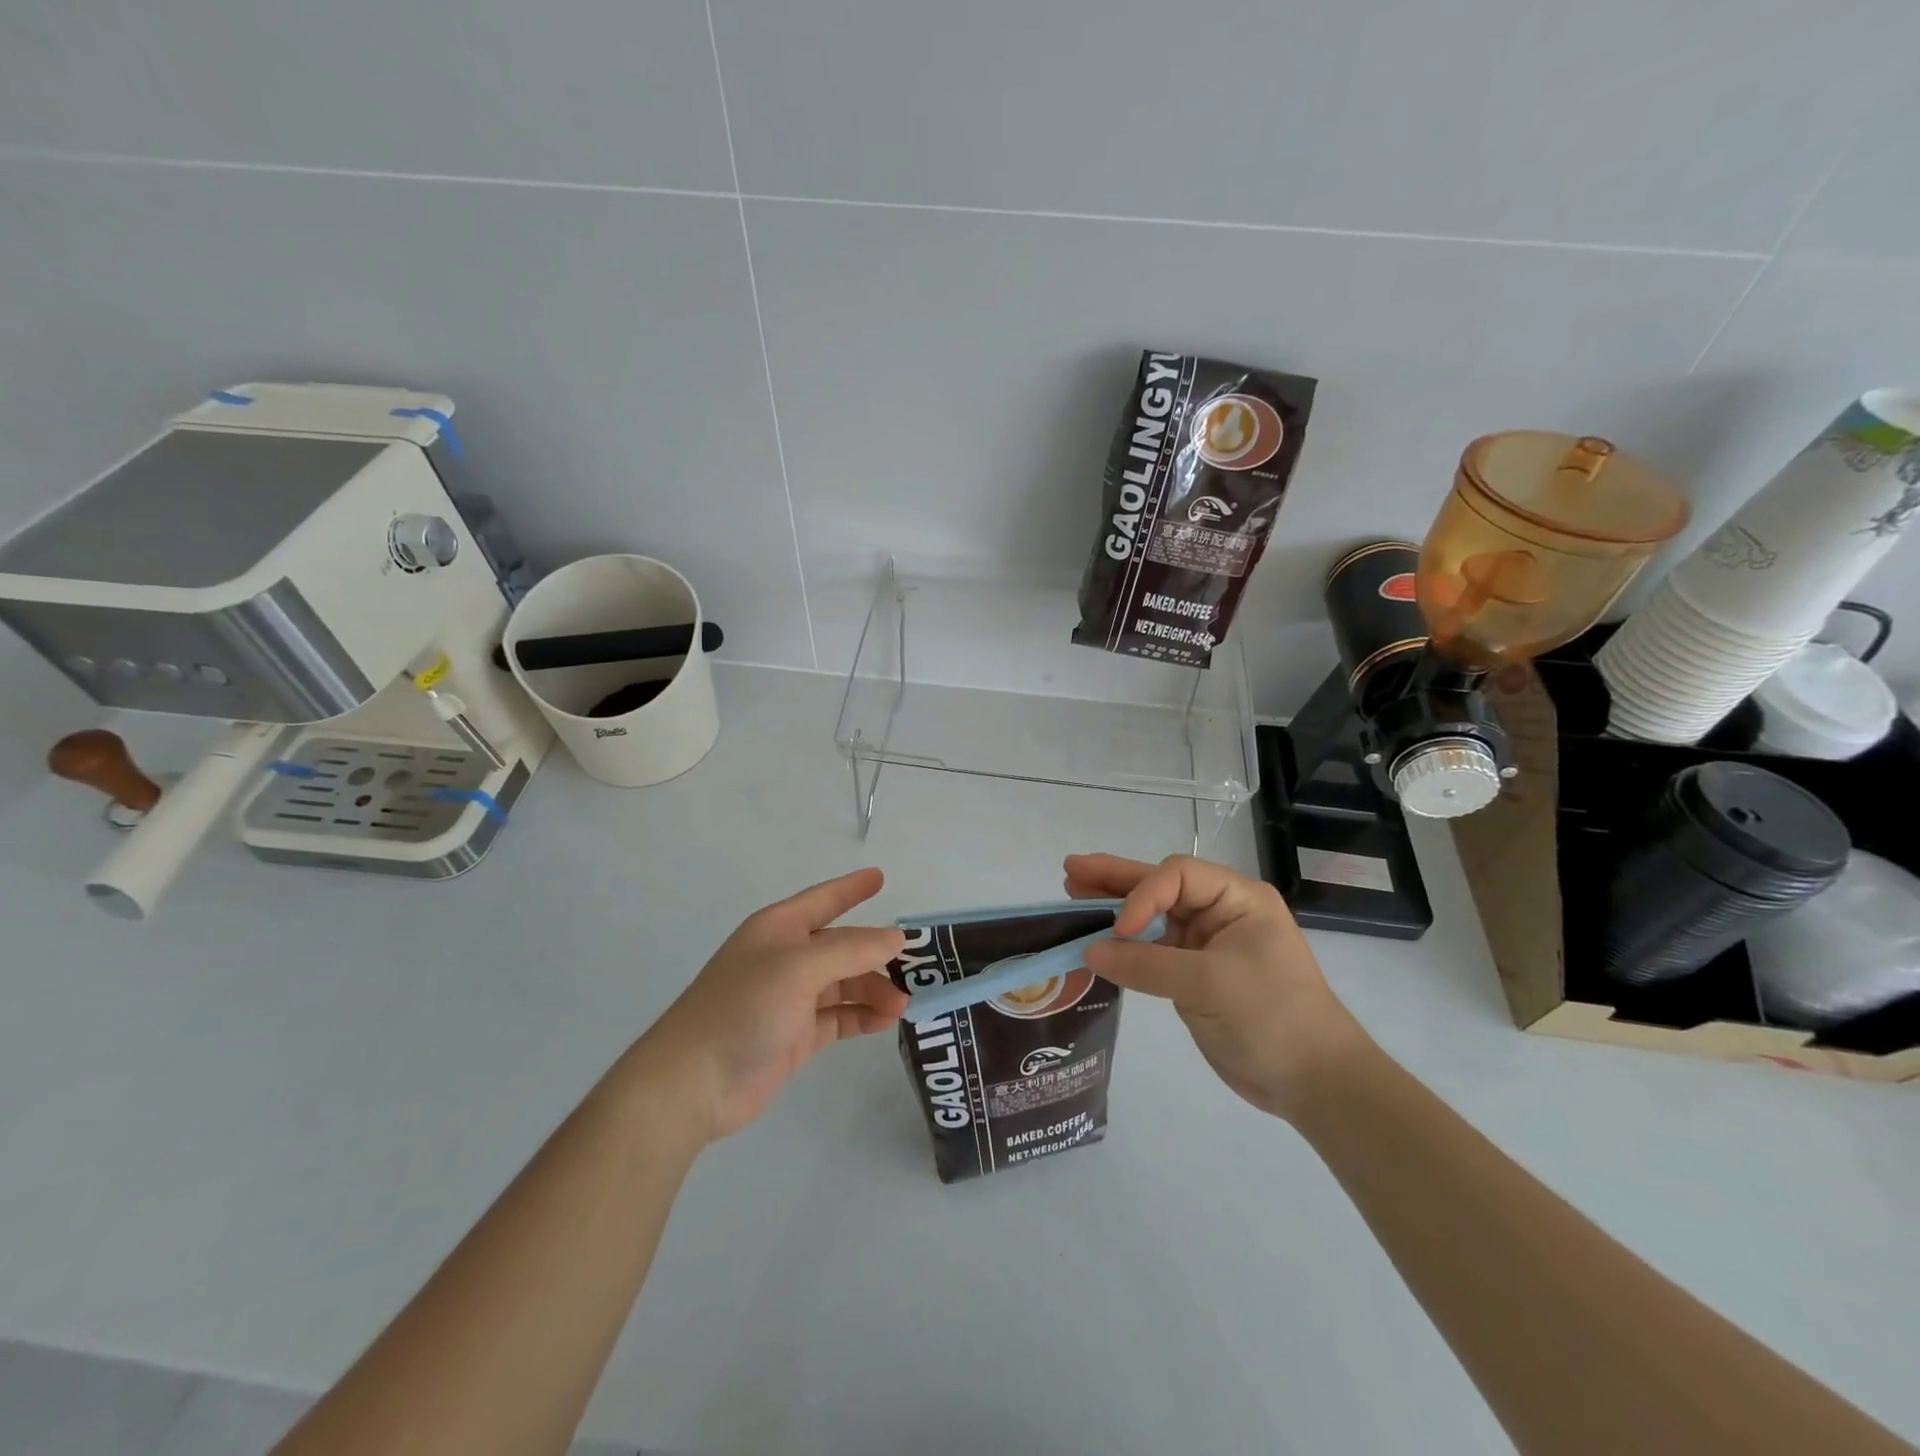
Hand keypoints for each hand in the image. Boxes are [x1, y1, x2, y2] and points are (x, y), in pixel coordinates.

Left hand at [633, 869, 907, 1142]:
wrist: (692, 1083)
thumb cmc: (743, 1008)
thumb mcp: (799, 968)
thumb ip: (851, 950)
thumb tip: (895, 937)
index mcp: (779, 929)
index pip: (824, 899)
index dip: (851, 888)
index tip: (881, 877)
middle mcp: (786, 958)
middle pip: (841, 946)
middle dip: (876, 953)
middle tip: (916, 965)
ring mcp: (790, 999)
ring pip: (844, 983)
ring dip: (874, 990)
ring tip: (902, 1006)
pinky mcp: (795, 1035)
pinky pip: (838, 1017)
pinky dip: (861, 1017)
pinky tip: (884, 1022)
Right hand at [1065, 853, 1368, 1119]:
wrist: (1313, 1082)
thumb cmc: (1272, 1017)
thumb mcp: (1210, 985)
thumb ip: (1146, 965)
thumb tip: (1089, 952)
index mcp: (1237, 899)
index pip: (1178, 876)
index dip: (1142, 894)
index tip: (1119, 930)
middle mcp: (1219, 913)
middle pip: (1160, 887)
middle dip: (1116, 880)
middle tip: (1072, 869)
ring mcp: (1205, 944)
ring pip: (1151, 917)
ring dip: (1113, 907)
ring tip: (1073, 889)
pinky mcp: (1192, 974)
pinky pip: (1150, 950)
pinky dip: (1122, 945)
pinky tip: (1094, 938)